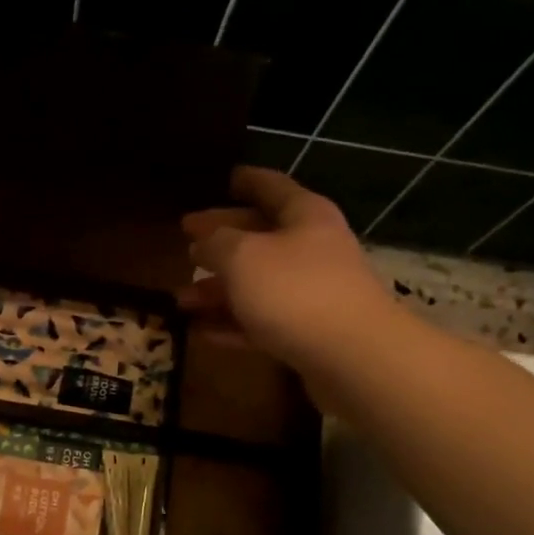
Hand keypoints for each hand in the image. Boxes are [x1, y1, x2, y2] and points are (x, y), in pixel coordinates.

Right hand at [176, 165, 398, 389]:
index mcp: (304, 216)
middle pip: (259, 238)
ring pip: (256, 284)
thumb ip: (216, 242)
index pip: (271, 187)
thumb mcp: (242, 256)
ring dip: (218, 290)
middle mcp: (311, 249)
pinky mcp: (307, 334)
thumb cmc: (294, 291)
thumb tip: (203, 241)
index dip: (247, 180)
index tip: (227, 177)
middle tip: (185, 246)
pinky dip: (232, 324)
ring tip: (180, 300)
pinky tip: (201, 331)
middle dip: (220, 243)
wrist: (352, 357)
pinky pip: (261, 322)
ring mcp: (311, 293)